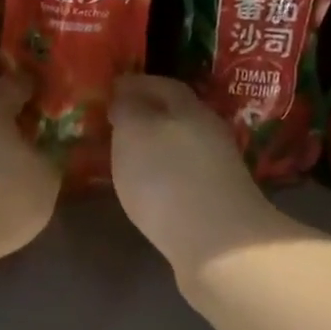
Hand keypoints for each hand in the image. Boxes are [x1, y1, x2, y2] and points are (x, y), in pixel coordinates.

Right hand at [110, 75, 296, 280]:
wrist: (220, 246)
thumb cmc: (168, 178)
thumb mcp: (135, 132)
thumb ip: (128, 109)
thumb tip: (126, 96)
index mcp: (190, 108)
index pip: (162, 84)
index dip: (136, 83)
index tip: (111, 88)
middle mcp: (209, 133)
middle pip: (176, 115)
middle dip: (147, 114)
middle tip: (115, 122)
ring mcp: (218, 170)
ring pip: (181, 146)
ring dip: (155, 146)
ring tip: (126, 157)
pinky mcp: (217, 203)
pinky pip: (184, 177)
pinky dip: (164, 176)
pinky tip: (148, 189)